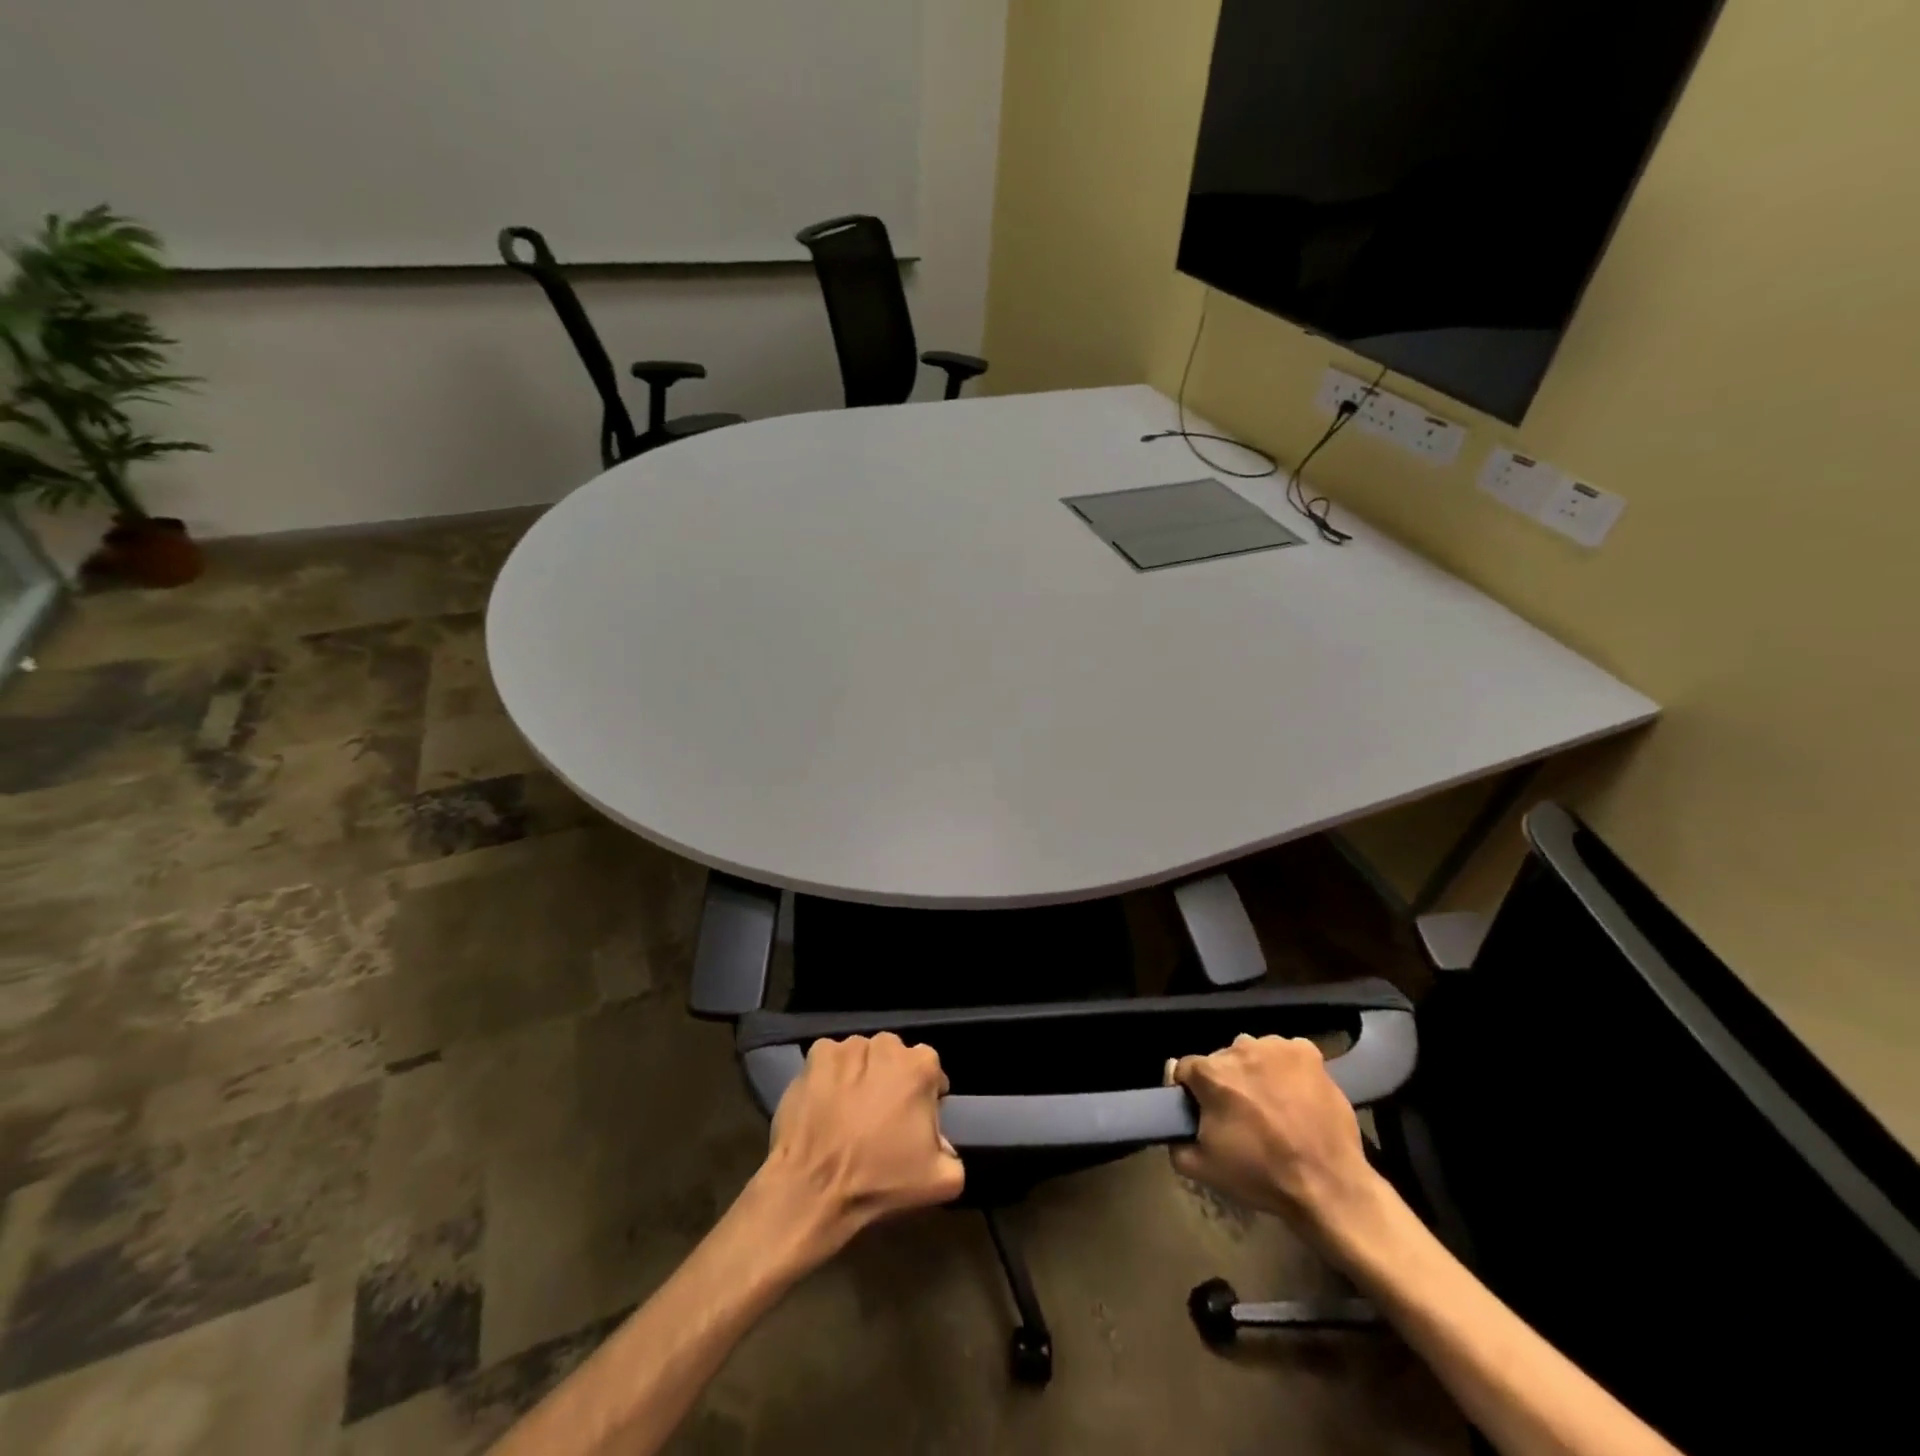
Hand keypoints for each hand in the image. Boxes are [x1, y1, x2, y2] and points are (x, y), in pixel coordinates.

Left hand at [754, 1034, 964, 1261]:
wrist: (814, 1187)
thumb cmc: (879, 1179)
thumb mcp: (941, 1181)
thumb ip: (954, 1155)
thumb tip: (944, 1144)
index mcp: (921, 1066)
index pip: (930, 1071)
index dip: (924, 1096)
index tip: (913, 1120)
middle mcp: (886, 1044)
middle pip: (895, 1058)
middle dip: (892, 1080)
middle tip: (880, 1116)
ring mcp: (848, 1047)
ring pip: (862, 1056)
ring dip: (861, 1074)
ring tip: (849, 1110)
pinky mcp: (815, 1055)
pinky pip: (831, 1060)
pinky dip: (831, 1075)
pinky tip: (827, 1103)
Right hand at [1170, 1034, 1384, 1250]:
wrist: (1328, 1186)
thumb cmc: (1261, 1175)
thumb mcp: (1202, 1168)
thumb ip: (1174, 1140)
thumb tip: (1172, 1118)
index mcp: (1210, 1073)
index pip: (1186, 1069)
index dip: (1192, 1091)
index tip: (1204, 1111)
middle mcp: (1239, 1049)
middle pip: (1221, 1060)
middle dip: (1226, 1082)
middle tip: (1241, 1114)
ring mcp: (1276, 1047)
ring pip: (1253, 1053)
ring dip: (1255, 1072)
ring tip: (1272, 1105)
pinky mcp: (1307, 1052)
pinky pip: (1285, 1052)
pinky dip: (1286, 1068)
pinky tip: (1294, 1093)